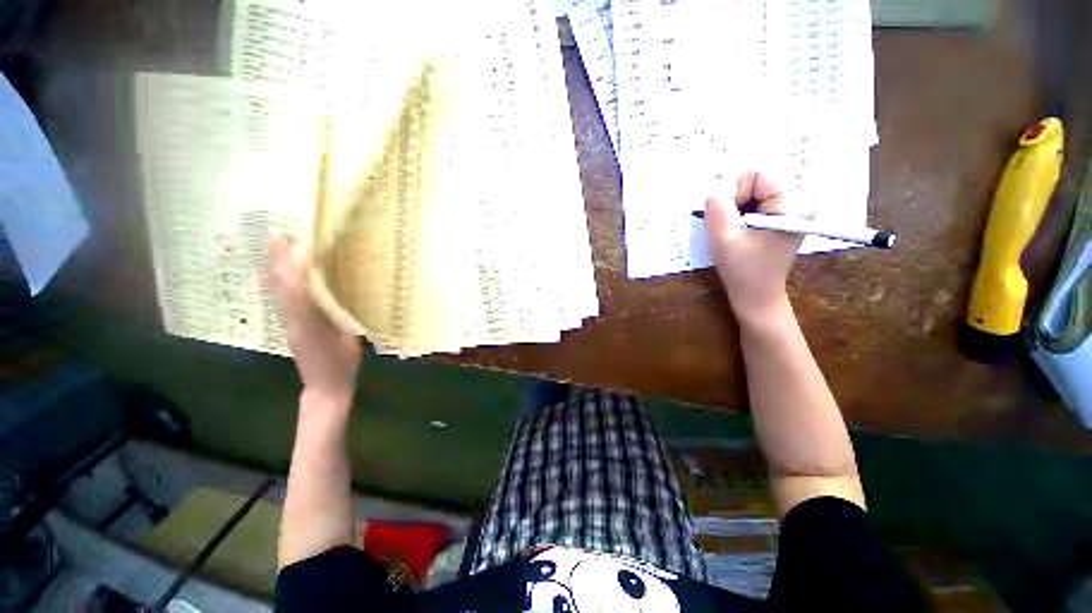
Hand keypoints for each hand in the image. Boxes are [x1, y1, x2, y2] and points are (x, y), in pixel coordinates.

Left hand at [266, 235, 360, 407]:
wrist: (324, 390)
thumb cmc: (341, 365)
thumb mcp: (347, 339)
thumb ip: (340, 315)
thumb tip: (339, 291)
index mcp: (308, 321)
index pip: (296, 286)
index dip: (290, 263)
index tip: (287, 240)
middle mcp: (293, 319)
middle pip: (281, 286)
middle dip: (278, 260)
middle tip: (276, 235)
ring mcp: (290, 325)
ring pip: (278, 293)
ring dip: (275, 269)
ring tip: (274, 249)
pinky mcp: (292, 329)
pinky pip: (282, 302)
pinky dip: (277, 285)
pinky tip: (272, 277)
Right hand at [705, 171, 802, 322]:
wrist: (756, 297)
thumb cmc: (743, 270)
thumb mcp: (724, 237)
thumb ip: (717, 208)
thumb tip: (711, 191)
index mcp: (790, 203)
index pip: (754, 174)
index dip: (733, 193)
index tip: (728, 220)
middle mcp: (795, 202)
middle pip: (754, 182)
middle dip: (734, 203)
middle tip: (730, 229)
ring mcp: (788, 211)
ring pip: (750, 194)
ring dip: (734, 211)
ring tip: (733, 234)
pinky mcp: (779, 220)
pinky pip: (753, 205)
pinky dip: (738, 217)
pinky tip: (737, 235)